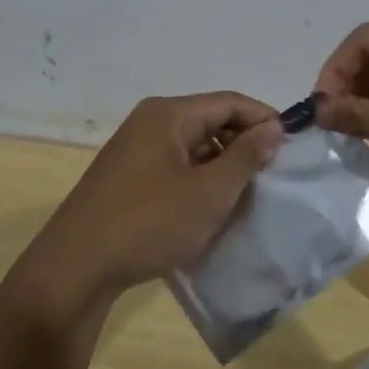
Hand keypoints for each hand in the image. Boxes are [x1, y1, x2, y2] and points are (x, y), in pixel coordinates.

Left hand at [11, 93, 284, 322]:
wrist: (76, 267)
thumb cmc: (149, 223)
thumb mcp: (209, 192)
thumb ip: (246, 156)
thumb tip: (274, 127)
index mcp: (168, 114)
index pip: (229, 102)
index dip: (264, 119)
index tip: (293, 145)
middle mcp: (149, 123)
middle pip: (210, 121)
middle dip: (244, 144)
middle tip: (273, 174)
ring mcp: (134, 150)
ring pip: (192, 147)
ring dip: (222, 166)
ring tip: (247, 195)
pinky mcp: (126, 178)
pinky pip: (174, 167)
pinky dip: (198, 180)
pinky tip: (211, 208)